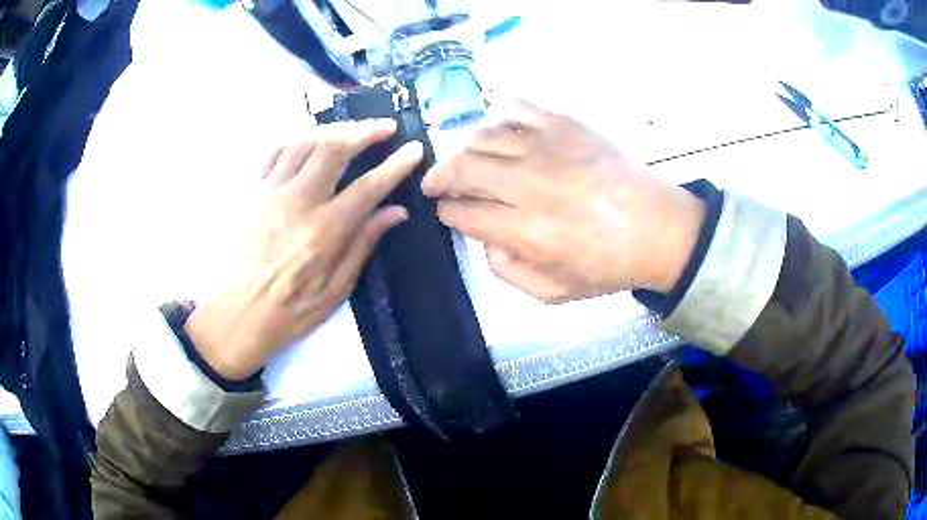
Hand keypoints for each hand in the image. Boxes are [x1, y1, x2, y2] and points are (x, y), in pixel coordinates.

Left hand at [185, 120, 423, 379]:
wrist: (235, 315)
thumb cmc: (287, 312)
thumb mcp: (334, 292)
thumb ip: (363, 245)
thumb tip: (395, 212)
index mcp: (323, 232)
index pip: (368, 186)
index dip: (396, 165)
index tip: (414, 149)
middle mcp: (297, 202)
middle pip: (334, 148)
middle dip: (365, 130)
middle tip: (385, 126)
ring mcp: (269, 191)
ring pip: (305, 141)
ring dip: (334, 129)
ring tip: (351, 131)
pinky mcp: (250, 190)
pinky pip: (276, 150)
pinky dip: (299, 138)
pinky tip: (311, 140)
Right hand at [421, 102, 703, 302]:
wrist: (659, 228)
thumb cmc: (609, 264)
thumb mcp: (554, 292)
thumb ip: (508, 272)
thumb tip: (485, 241)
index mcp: (525, 230)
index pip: (463, 212)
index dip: (447, 212)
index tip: (446, 211)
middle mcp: (528, 183)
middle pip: (462, 168)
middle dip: (439, 176)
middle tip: (436, 183)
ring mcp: (547, 147)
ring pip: (482, 137)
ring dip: (463, 149)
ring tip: (463, 159)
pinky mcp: (565, 123)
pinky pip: (517, 106)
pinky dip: (499, 114)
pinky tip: (499, 129)